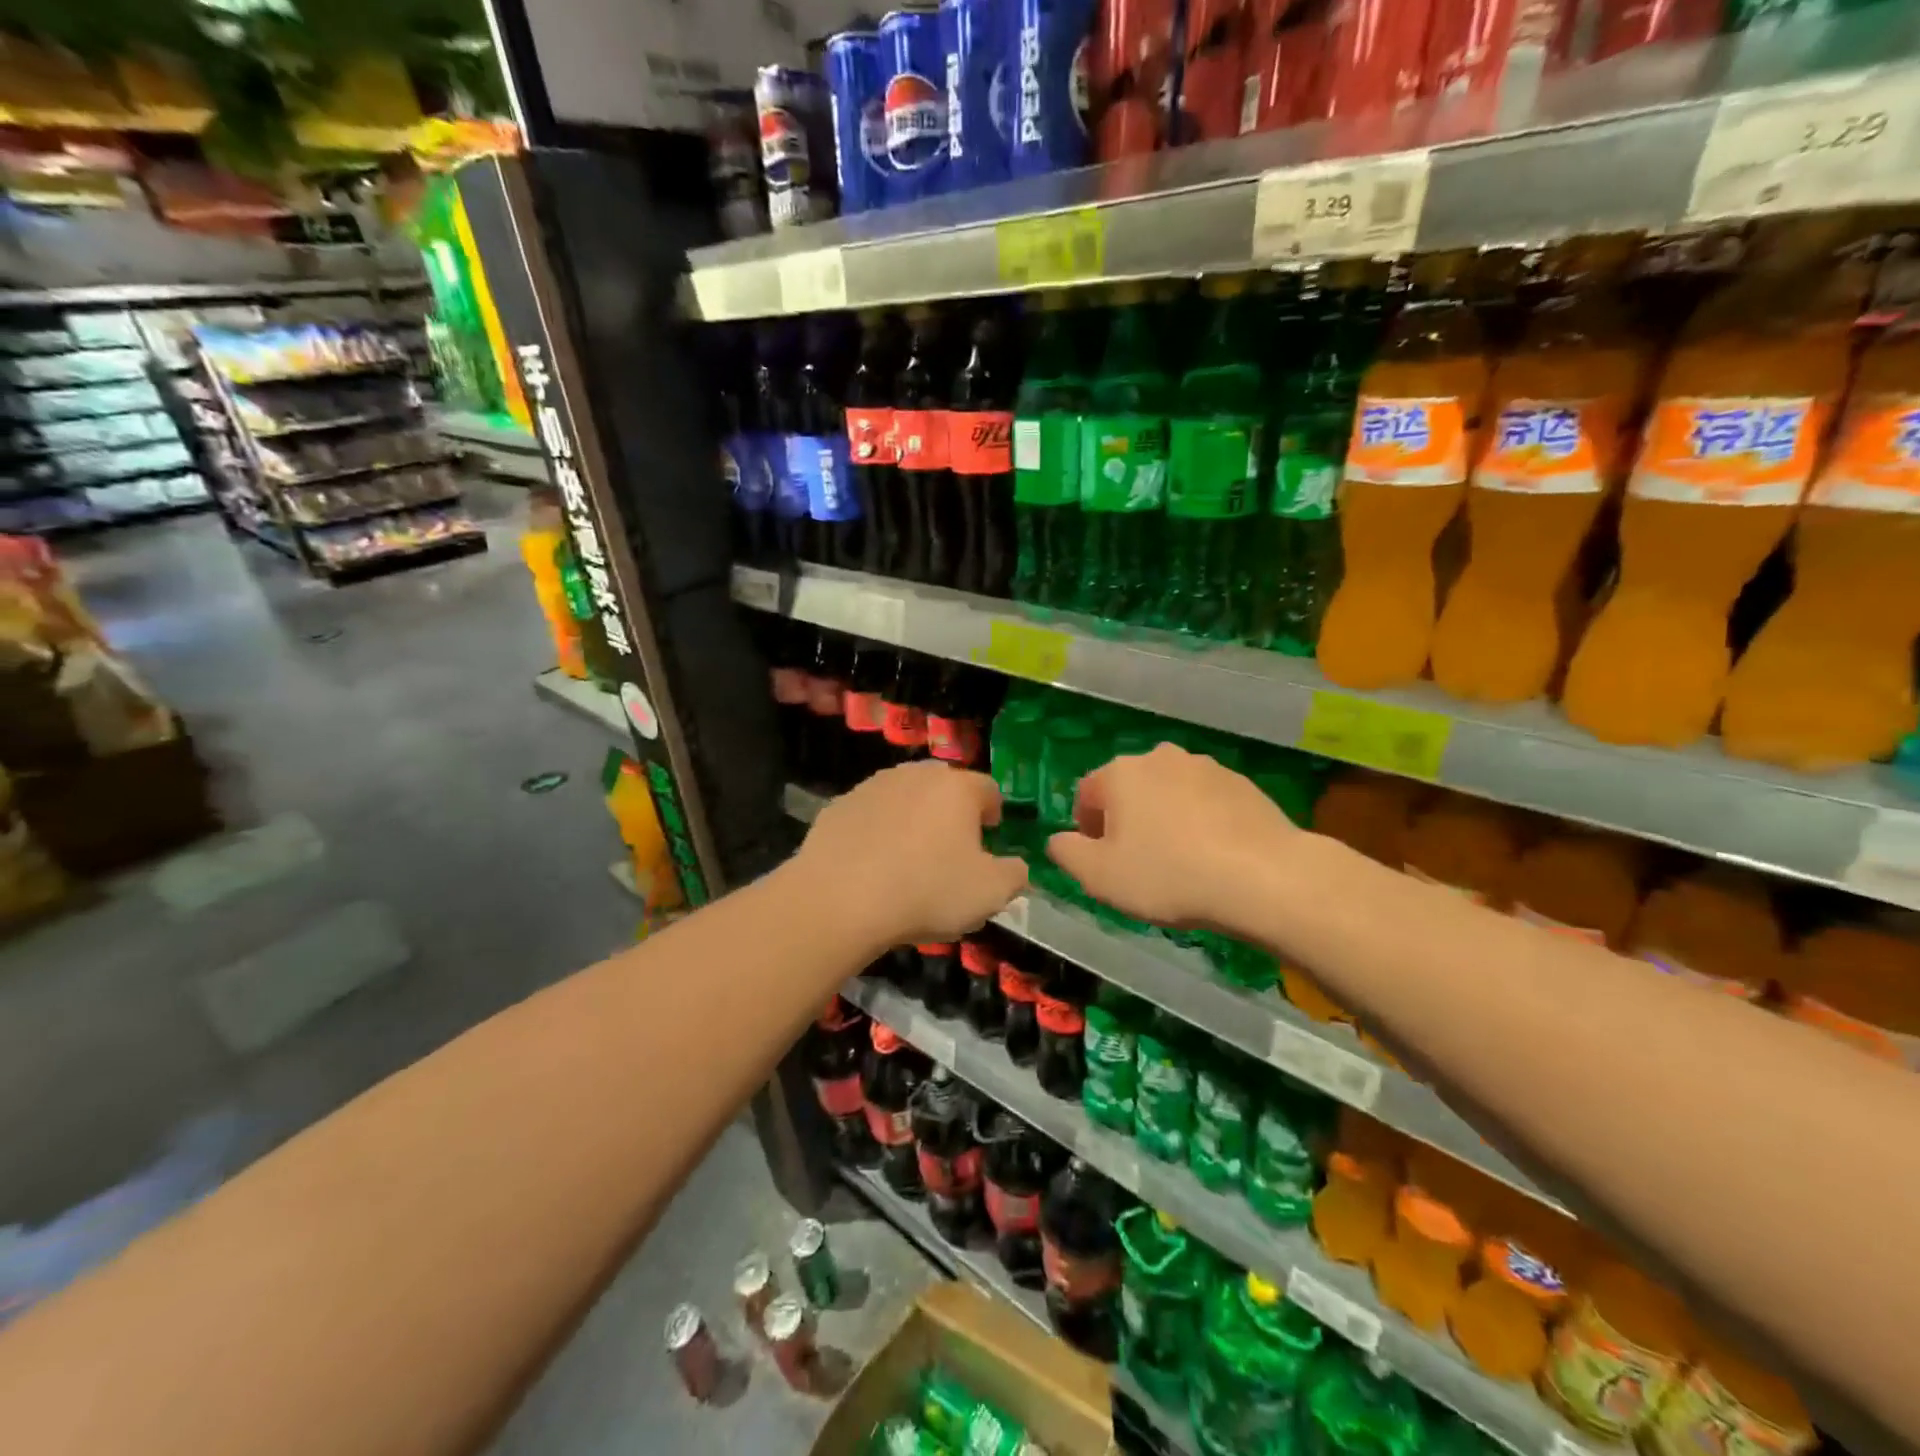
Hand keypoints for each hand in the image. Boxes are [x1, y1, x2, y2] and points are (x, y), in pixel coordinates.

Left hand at [791, 761, 1028, 946]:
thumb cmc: (926, 891)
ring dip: (914, 820)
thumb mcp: (990, 893)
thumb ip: (1015, 874)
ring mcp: (873, 786)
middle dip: (952, 813)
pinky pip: (871, 815)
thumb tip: (1016, 866)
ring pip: (905, 798)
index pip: (989, 789)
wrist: (839, 899)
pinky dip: (878, 832)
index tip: (989, 839)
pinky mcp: (839, 805)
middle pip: (945, 788)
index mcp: (957, 788)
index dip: (994, 814)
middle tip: (951, 851)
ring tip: (909, 860)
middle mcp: (916, 774)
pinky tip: (872, 865)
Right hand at [1047, 743, 1298, 932]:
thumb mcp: (1099, 876)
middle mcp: (1160, 758)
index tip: (1101, 860)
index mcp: (1120, 774)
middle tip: (1138, 862)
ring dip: (1164, 819)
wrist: (1263, 877)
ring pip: (1168, 794)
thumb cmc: (1168, 874)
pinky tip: (1213, 856)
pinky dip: (1200, 822)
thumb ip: (1067, 853)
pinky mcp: (1241, 783)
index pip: (1086, 794)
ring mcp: (1205, 767)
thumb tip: (1058, 839)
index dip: (1086, 828)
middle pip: (1129, 789)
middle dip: (1127, 820)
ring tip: (1180, 861)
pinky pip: (1205, 802)